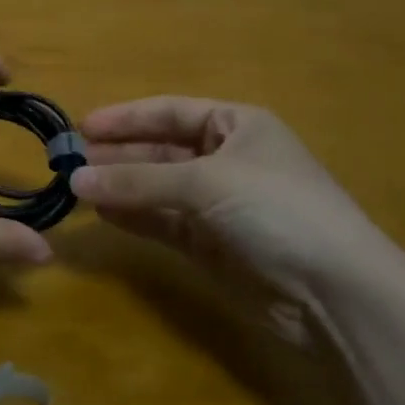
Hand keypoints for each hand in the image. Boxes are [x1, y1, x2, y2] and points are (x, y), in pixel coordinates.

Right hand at [71, 97, 404, 297]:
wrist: (336, 293)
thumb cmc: (275, 209)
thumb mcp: (205, 182)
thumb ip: (138, 180)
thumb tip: (75, 179)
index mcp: (236, 125)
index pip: (170, 111)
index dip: (126, 118)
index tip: (81, 126)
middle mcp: (226, 159)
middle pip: (160, 150)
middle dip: (117, 154)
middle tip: (69, 161)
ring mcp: (219, 204)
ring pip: (158, 188)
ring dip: (121, 186)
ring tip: (75, 187)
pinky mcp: (213, 245)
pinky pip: (163, 222)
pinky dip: (135, 217)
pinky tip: (103, 213)